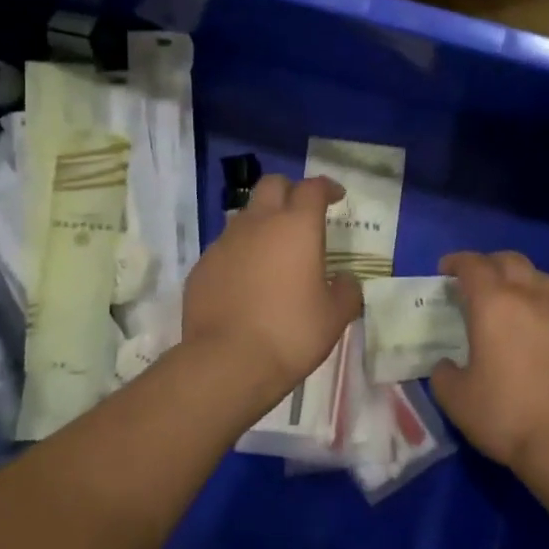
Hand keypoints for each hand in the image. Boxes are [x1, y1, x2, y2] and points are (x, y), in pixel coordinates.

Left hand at [183, 174, 363, 396]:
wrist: (226, 363)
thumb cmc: (291, 333)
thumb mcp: (335, 317)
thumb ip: (346, 290)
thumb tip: (344, 279)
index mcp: (297, 227)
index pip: (312, 188)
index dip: (326, 187)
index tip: (336, 197)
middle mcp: (258, 223)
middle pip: (272, 185)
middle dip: (290, 191)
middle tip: (302, 213)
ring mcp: (225, 243)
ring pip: (245, 215)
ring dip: (262, 222)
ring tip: (274, 251)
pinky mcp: (202, 266)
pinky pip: (225, 248)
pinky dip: (240, 254)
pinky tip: (247, 282)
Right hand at [430, 251, 548, 473]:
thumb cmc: (507, 415)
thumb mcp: (457, 400)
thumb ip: (444, 375)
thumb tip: (447, 366)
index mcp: (494, 304)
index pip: (473, 265)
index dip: (457, 262)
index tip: (446, 270)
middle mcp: (531, 297)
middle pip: (511, 261)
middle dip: (491, 264)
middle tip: (478, 281)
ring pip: (542, 280)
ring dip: (523, 282)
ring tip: (513, 301)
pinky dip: (548, 312)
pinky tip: (544, 335)